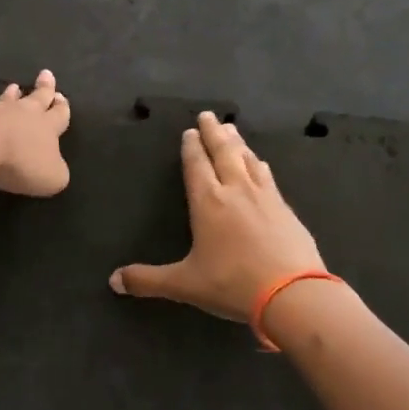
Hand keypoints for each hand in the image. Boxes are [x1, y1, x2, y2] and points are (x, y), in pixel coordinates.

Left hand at [0, 68, 71, 196]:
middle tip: (46, 74)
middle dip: (44, 88)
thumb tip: (55, 168)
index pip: (59, 114)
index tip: (61, 96)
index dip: (62, 107)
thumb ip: (57, 172)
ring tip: (14, 86)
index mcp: (48, 127)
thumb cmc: (22, 161)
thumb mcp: (51, 177)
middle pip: (38, 98)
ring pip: (9, 100)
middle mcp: (25, 114)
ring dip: (13, 94)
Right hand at [109, 110, 324, 321]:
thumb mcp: (185, 284)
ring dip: (237, 143)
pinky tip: (261, 164)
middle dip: (214, 133)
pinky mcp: (286, 210)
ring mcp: (265, 197)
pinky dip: (259, 164)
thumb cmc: (232, 284)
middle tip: (208, 115)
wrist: (293, 294)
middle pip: (224, 152)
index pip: (197, 165)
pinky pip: (268, 177)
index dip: (191, 147)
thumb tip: (114, 281)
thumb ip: (148, 280)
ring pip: (248, 160)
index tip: (189, 131)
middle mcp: (236, 191)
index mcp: (208, 202)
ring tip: (232, 130)